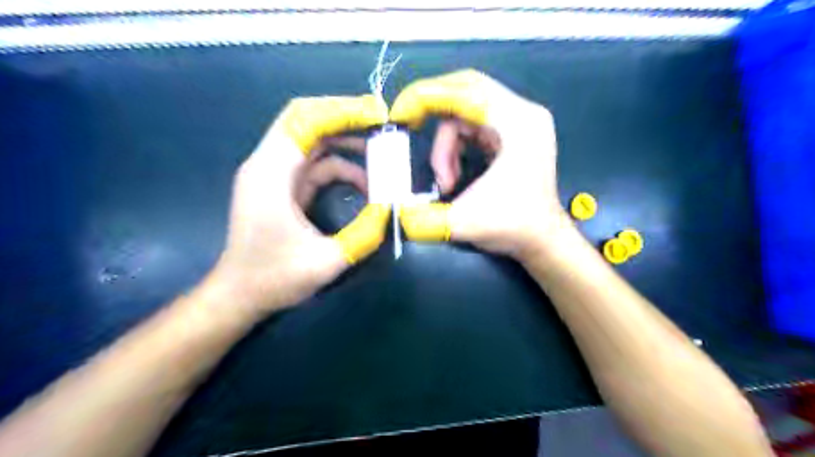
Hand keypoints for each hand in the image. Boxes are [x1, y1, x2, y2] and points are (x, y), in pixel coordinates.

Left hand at [206, 94, 389, 317]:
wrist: (239, 294)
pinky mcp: (283, 187)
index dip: (342, 111)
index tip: (377, 115)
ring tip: (380, 151)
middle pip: (308, 121)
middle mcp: (268, 164)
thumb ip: (364, 233)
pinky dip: (341, 166)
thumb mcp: (327, 261)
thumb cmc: (274, 278)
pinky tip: (365, 183)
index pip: (305, 120)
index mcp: (271, 173)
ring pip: (314, 141)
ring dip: (347, 142)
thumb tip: (391, 207)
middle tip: (382, 124)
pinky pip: (315, 164)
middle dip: (346, 118)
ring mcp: (275, 174)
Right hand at [392, 67, 568, 260]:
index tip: (398, 116)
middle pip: (466, 89)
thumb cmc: (514, 228)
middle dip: (432, 106)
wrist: (542, 241)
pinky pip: (474, 124)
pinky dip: (456, 145)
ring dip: (446, 143)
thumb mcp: (464, 223)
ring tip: (446, 180)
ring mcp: (519, 122)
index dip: (425, 97)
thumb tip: (396, 211)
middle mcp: (522, 114)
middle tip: (409, 125)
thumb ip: (425, 218)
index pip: (464, 91)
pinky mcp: (514, 135)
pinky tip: (455, 173)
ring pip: (466, 111)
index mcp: (518, 123)